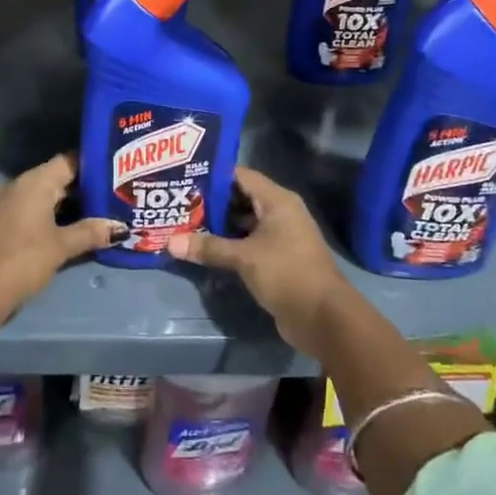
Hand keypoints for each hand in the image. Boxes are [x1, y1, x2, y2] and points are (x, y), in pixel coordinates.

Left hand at [0, 154, 121, 318]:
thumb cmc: (23, 259)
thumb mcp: (62, 246)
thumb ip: (91, 232)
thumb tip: (121, 227)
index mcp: (35, 181)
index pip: (70, 160)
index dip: (94, 162)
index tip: (118, 168)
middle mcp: (20, 185)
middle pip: (59, 177)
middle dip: (86, 186)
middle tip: (118, 191)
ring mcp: (9, 203)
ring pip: (47, 195)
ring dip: (71, 203)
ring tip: (103, 209)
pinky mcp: (3, 222)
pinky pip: (35, 209)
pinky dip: (54, 214)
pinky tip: (74, 227)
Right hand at [166, 167, 356, 355]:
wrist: (324, 318)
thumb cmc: (286, 273)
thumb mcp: (244, 258)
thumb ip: (208, 247)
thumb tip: (170, 243)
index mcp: (277, 201)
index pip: (241, 176)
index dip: (213, 176)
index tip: (185, 177)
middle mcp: (280, 213)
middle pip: (241, 198)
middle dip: (212, 202)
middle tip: (179, 202)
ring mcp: (281, 237)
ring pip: (244, 223)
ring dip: (219, 225)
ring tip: (185, 223)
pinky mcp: (278, 259)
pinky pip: (249, 243)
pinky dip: (230, 244)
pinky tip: (205, 248)